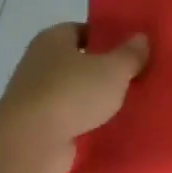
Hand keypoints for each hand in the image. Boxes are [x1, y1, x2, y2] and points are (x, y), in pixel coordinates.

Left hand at [0, 23, 148, 172]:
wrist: (31, 142)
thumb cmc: (72, 92)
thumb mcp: (113, 69)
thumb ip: (130, 54)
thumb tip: (141, 38)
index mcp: (52, 40)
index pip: (79, 30)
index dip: (103, 37)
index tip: (128, 50)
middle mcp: (38, 63)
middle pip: (75, 62)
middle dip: (100, 70)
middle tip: (131, 77)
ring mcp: (33, 97)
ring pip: (71, 92)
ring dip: (91, 99)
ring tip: (123, 106)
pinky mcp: (35, 127)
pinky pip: (66, 119)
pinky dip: (82, 123)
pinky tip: (105, 129)